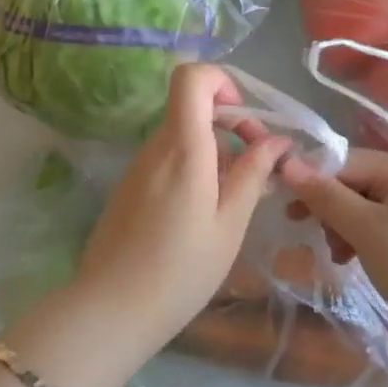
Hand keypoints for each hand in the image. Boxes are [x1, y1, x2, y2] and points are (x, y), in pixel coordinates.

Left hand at [74, 64, 289, 353]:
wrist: (110, 309)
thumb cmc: (180, 271)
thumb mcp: (229, 225)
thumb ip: (252, 175)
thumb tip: (277, 141)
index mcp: (182, 147)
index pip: (191, 76)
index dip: (222, 82)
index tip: (246, 121)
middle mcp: (156, 145)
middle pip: (192, 106)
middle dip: (231, 123)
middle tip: (257, 164)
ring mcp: (139, 164)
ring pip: (183, 133)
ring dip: (216, 150)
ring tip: (238, 197)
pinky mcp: (131, 184)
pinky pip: (169, 157)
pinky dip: (195, 166)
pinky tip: (207, 210)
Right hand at [280, 149, 387, 347]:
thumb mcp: (370, 231)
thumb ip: (327, 197)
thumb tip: (286, 163)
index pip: (343, 161)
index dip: (311, 179)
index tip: (284, 206)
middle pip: (352, 183)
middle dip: (327, 207)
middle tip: (305, 232)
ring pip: (361, 208)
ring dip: (341, 228)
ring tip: (336, 256)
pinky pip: (377, 229)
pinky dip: (359, 242)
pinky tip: (350, 263)